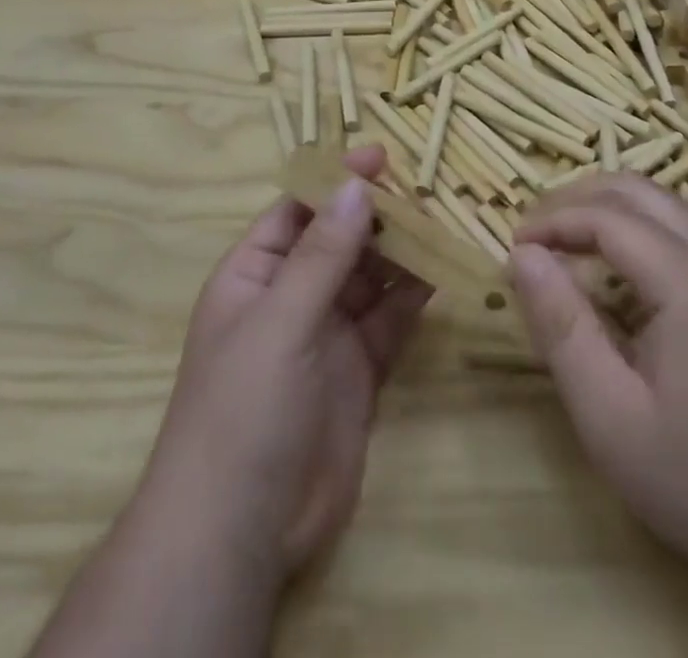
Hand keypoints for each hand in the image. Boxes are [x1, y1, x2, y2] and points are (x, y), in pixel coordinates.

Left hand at [133, 145, 431, 582]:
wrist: (244, 531)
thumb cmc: (244, 408)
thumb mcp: (280, 320)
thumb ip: (322, 254)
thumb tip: (356, 185)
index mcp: (255, 274)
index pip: (298, 210)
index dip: (336, 181)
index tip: (381, 156)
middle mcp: (291, 296)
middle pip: (340, 240)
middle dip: (377, 216)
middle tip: (426, 191)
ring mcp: (327, 334)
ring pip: (370, 278)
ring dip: (402, 253)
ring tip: (443, 224)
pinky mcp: (359, 371)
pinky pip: (390, 321)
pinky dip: (414, 298)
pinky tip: (443, 274)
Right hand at [506, 175, 687, 585]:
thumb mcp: (609, 415)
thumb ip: (561, 326)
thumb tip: (522, 255)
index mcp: (687, 283)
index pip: (607, 217)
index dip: (552, 221)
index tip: (512, 248)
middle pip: (637, 191)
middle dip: (576, 199)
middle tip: (534, 234)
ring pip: (661, 201)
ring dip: (606, 205)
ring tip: (563, 238)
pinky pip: (679, 226)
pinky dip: (634, 223)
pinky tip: (613, 263)